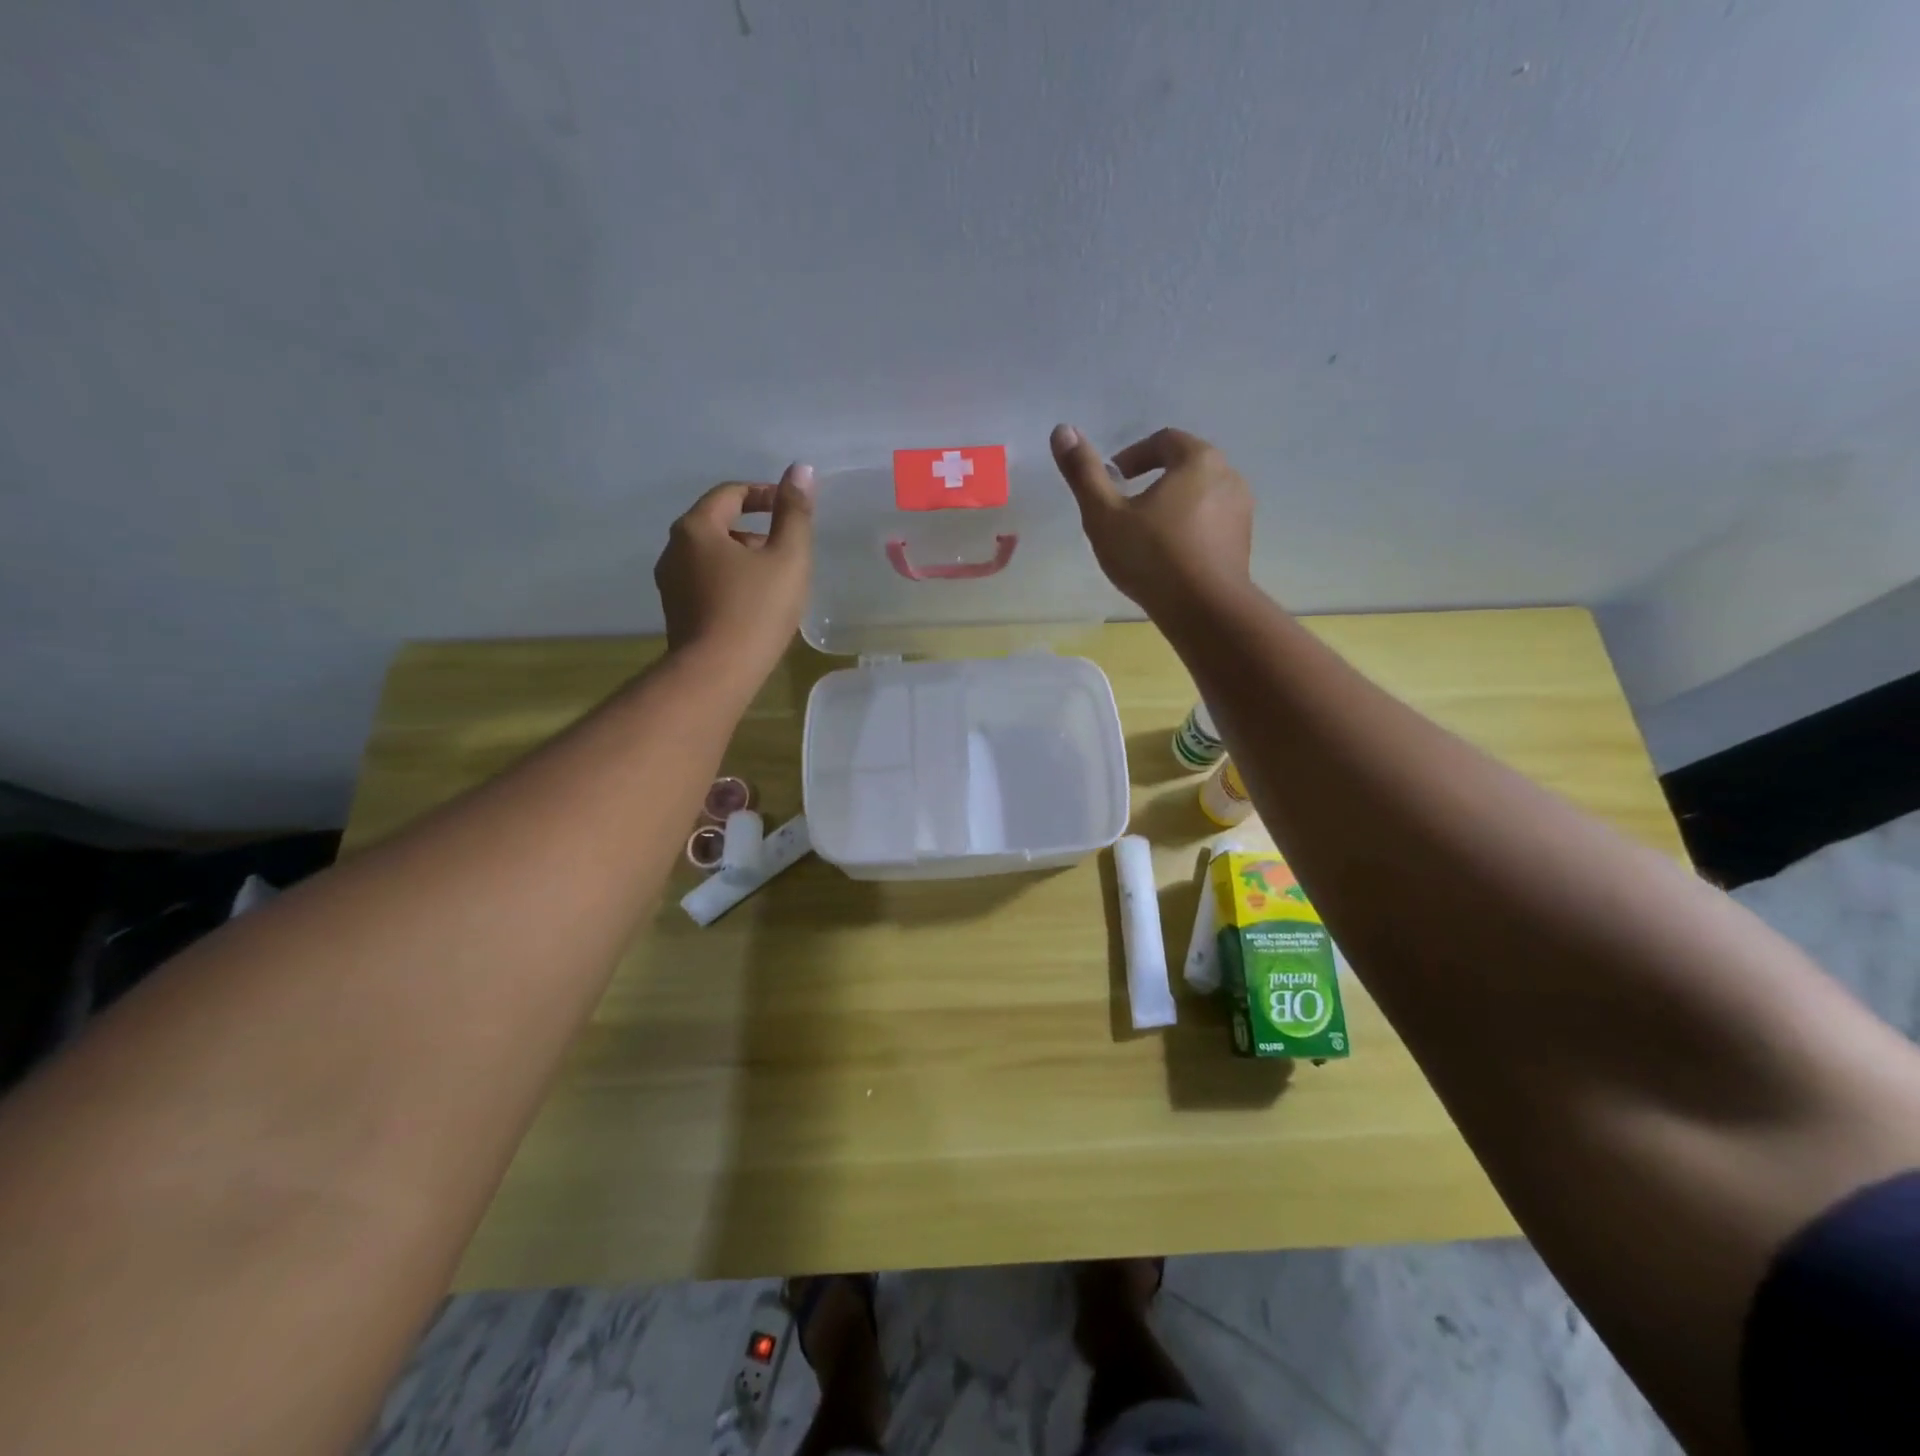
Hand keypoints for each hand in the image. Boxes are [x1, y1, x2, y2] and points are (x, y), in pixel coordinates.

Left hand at [654, 463, 814, 680]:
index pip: (730, 493)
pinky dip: (730, 580)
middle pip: (717, 523)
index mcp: (696, 527)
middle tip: (787, 548)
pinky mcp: (676, 611)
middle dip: (754, 528)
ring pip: (711, 555)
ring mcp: (670, 582)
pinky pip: (705, 581)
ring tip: (775, 579)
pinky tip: (754, 604)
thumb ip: (795, 512)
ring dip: (742, 557)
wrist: (716, 673)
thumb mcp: (788, 557)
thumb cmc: (756, 610)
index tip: (791, 507)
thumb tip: (801, 470)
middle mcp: (674, 548)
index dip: (764, 494)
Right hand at [1049, 425, 1253, 620]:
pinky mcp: (1243, 543)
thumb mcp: (1105, 515)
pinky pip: (1211, 524)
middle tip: (1125, 509)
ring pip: (1199, 497)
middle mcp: (1228, 476)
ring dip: (1172, 507)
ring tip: (1145, 536)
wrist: (1205, 610)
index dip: (1132, 456)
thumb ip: (1083, 473)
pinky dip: (1188, 530)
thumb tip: (1061, 429)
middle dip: (1153, 481)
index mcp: (1198, 460)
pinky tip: (1168, 558)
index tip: (1112, 481)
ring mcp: (1241, 512)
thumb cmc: (1152, 556)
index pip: (1163, 441)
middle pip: (1185, 466)